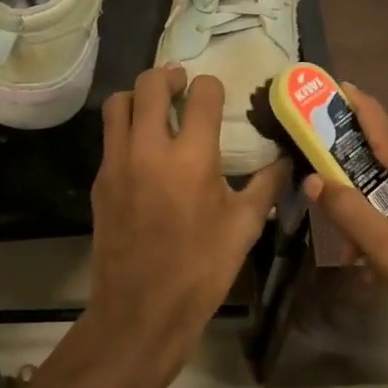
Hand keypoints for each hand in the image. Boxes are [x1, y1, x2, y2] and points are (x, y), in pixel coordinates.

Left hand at [89, 66, 290, 374]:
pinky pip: (110, 137)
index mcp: (192, 157)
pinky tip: (144, 150)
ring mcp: (118, 162)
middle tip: (182, 86)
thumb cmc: (202, 269)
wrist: (142, 310)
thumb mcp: (244, 226)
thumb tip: (286, 160)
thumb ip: (267, 184)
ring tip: (156, 109)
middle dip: (170, 77)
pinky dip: (126, 128)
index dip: (212, 87)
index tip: (217, 96)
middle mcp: (150, 149)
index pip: (202, 94)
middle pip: (150, 84)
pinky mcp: (100, 180)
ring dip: (138, 96)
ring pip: (119, 103)